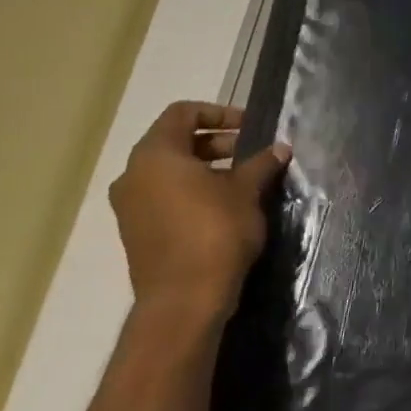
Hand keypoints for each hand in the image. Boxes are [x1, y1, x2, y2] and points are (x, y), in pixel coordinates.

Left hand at [108, 101, 289, 331]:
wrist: (185, 297)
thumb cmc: (215, 231)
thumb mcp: (247, 192)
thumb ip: (261, 164)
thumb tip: (280, 149)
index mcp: (156, 156)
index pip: (182, 114)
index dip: (219, 112)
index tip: (251, 127)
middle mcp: (134, 175)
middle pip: (175, 141)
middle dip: (217, 142)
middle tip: (253, 153)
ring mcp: (131, 205)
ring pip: (170, 171)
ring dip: (207, 168)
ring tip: (244, 181)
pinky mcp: (137, 230)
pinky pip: (165, 196)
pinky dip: (193, 191)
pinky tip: (225, 206)